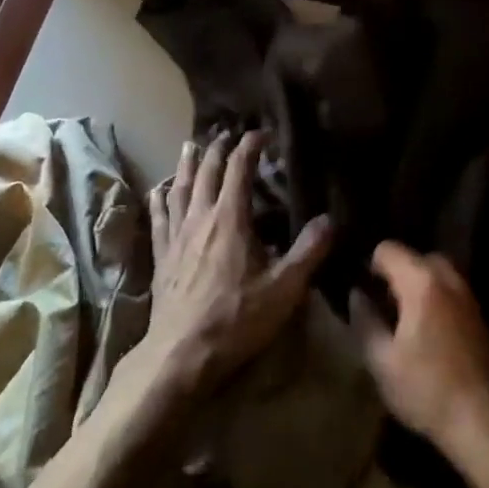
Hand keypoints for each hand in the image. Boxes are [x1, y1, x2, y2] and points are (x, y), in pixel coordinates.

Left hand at [140, 130, 332, 398]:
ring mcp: (176, 236)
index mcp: (230, 219)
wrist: (181, 353)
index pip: (239, 170)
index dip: (250, 147)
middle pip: (207, 173)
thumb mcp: (284, 288)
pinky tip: (159, 191)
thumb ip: (309, 251)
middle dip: (218, 149)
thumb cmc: (236, 318)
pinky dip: (161, 199)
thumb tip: (330, 219)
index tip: (261, 133)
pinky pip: (159, 217)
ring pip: (180, 189)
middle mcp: (200, 218)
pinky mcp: (161, 256)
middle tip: (226, 134)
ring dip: (188, 165)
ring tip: (191, 146)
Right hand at [350, 242, 488, 451]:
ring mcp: (468, 296)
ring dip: (416, 284)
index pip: (388, 249)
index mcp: (422, 283)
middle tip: (381, 304)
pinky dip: (434, 296)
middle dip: (396, 273)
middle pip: (416, 257)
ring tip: (400, 317)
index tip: (362, 291)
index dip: (369, 265)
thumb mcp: (381, 360)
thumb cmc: (426, 390)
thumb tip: (356, 295)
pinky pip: (450, 289)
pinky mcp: (478, 315)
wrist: (482, 421)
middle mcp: (448, 279)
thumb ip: (364, 320)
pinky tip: (424, 330)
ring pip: (436, 272)